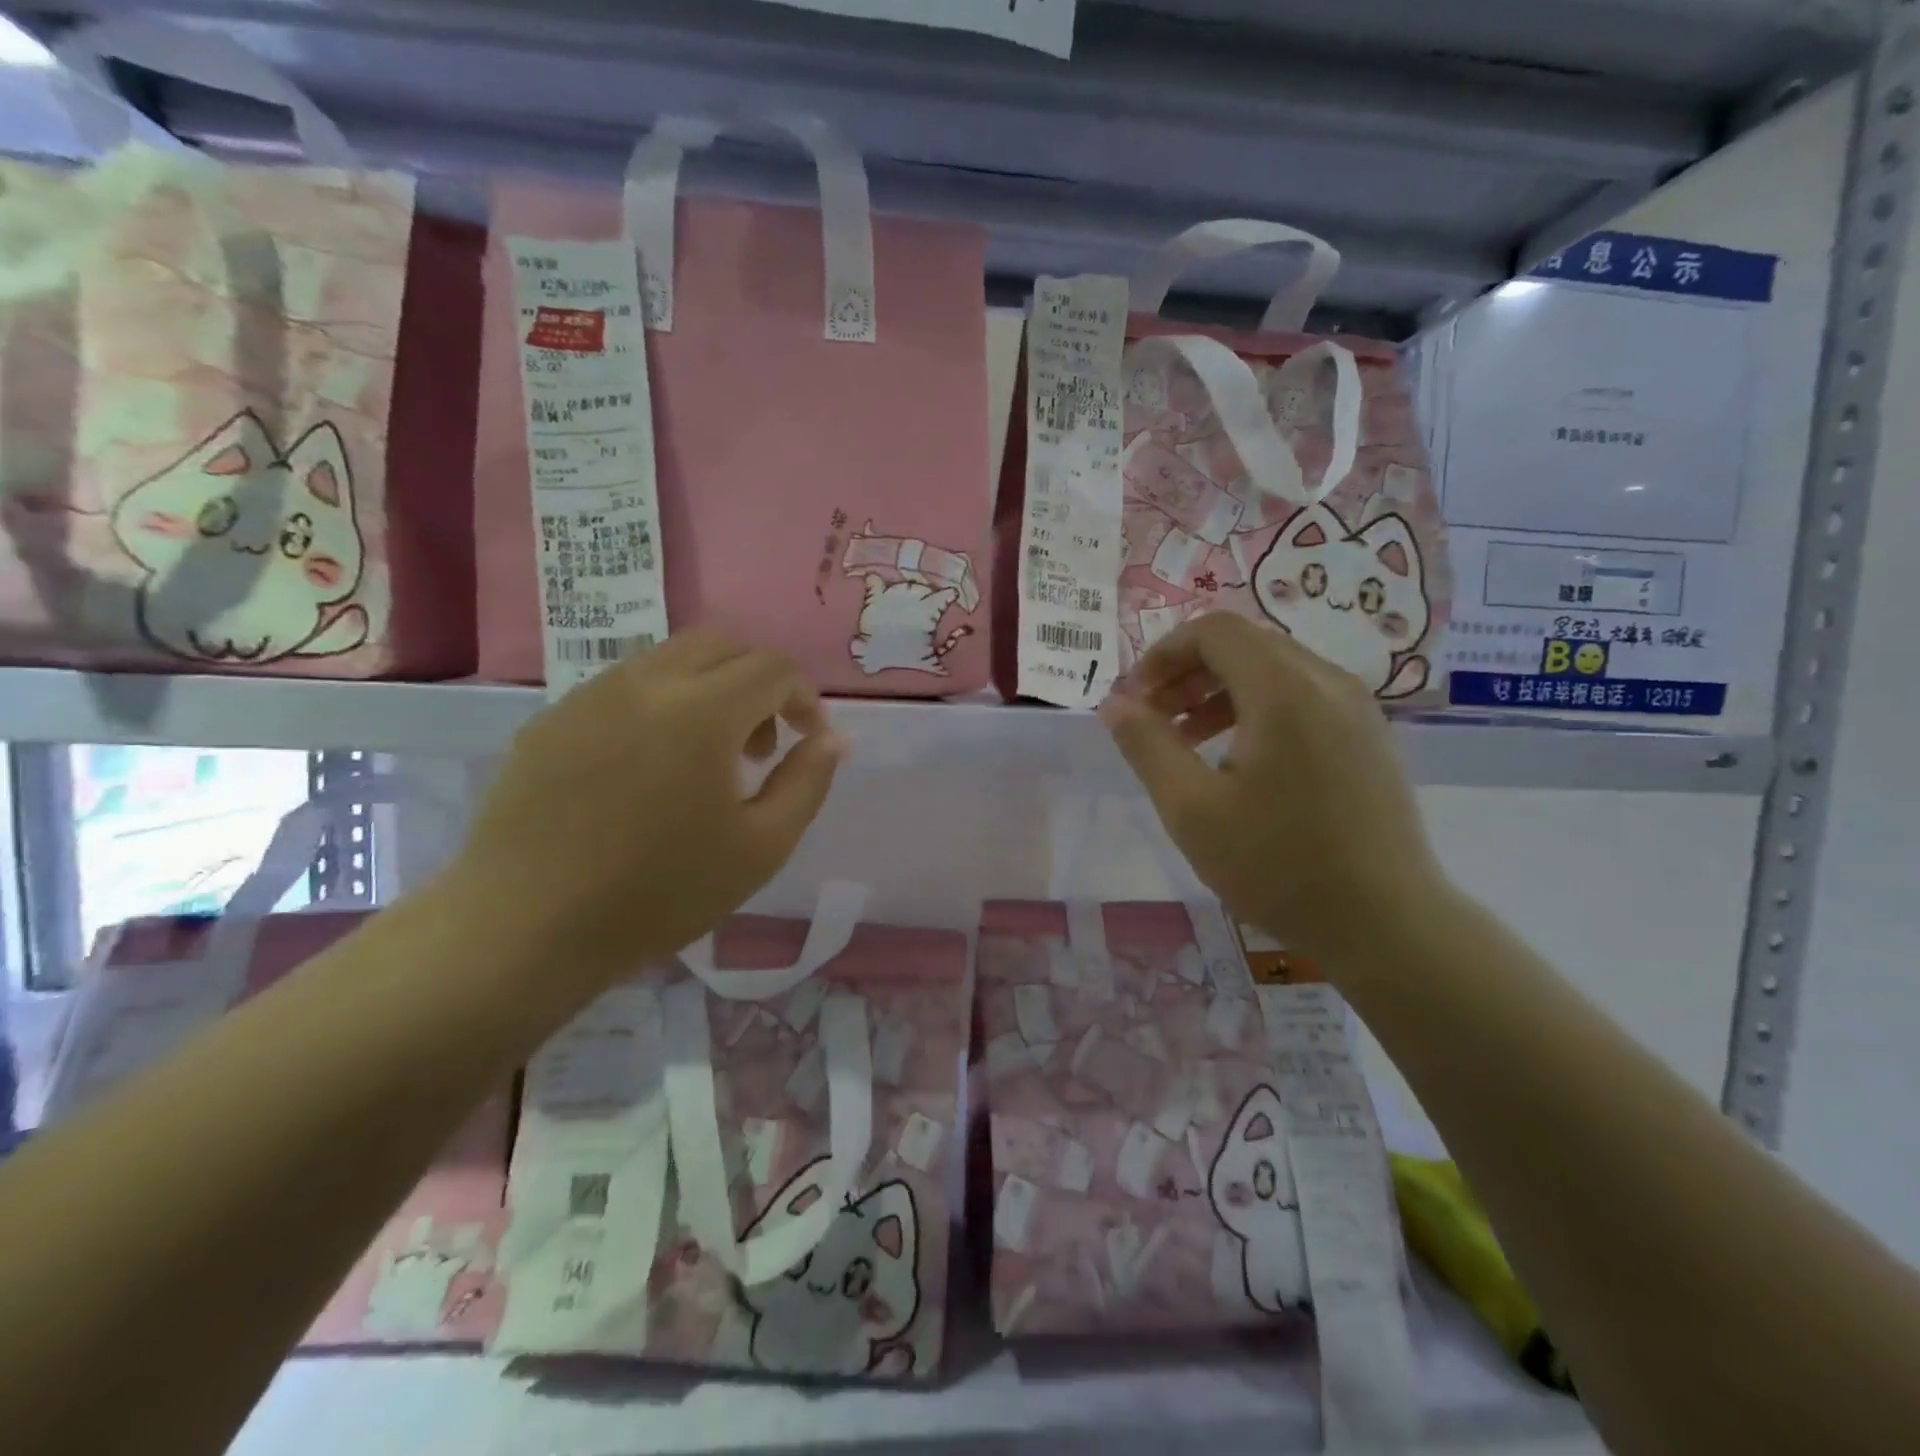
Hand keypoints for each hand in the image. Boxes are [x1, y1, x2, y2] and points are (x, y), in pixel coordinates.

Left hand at [446, 632, 845, 995]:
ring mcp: (591, 694)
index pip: (773, 667)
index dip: (804, 696)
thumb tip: (834, 737)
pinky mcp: (553, 717)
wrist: (525, 928)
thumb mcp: (762, 847)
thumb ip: (808, 781)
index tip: (808, 739)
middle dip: (758, 681)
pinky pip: (624, 685)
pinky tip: (648, 769)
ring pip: (670, 659)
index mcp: (703, 711)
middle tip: (760, 745)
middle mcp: (647, 683)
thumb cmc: (659, 894)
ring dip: (709, 689)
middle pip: (722, 644)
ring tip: (705, 759)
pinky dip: (660, 704)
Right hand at [1098, 613, 1449, 966]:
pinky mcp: (1369, 737)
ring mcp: (1357, 708)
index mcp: (1284, 689)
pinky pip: (1303, 697)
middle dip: (1187, 673)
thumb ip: (1146, 745)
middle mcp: (1327, 681)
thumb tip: (1113, 703)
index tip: (1135, 700)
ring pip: (1274, 670)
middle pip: (1244, 644)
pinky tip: (1239, 762)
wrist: (1387, 924)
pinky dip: (1258, 709)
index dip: (1162, 654)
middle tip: (1152, 720)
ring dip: (1219, 692)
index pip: (1214, 630)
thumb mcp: (1191, 808)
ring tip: (1186, 742)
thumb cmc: (1278, 865)